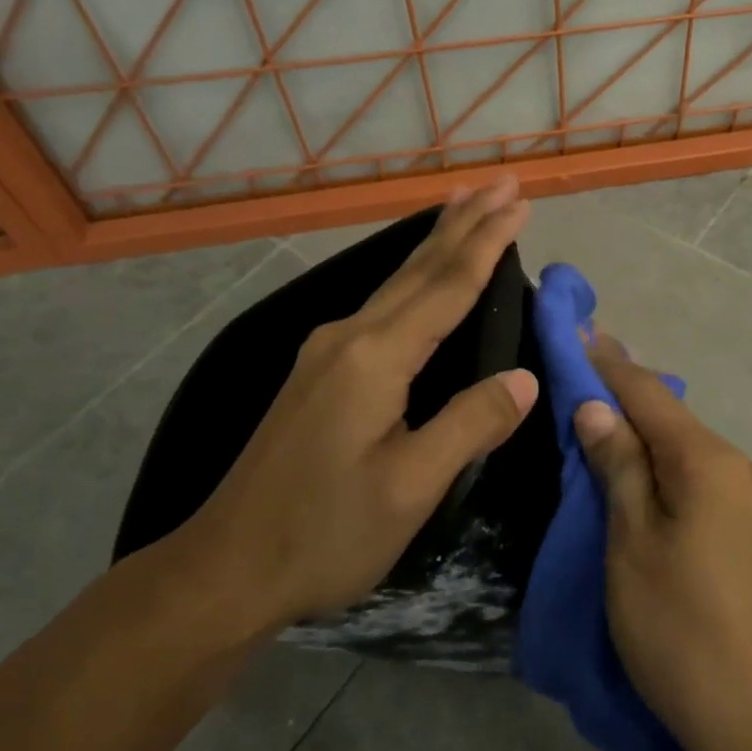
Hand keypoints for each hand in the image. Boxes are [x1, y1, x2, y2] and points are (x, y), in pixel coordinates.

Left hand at [180, 177, 537, 634]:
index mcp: (375, 357)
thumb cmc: (324, 533)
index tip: (519, 202)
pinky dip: (415, 275)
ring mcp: (328, 351)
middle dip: (465, 223)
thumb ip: (470, 425)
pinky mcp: (320, 371)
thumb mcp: (411, 487)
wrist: (226, 568)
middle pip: (418, 268)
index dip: (487, 243)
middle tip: (502, 183)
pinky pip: (383, 304)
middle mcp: (349, 337)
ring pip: (397, 281)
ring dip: (438, 241)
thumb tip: (525, 378)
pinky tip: (419, 274)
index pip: (446, 287)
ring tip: (465, 204)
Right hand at [575, 337, 751, 750]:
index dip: (608, 362)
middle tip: (577, 378)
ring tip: (599, 426)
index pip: (648, 393)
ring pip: (687, 450)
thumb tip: (597, 406)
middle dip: (624, 398)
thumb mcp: (632, 543)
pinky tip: (642, 478)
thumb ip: (618, 466)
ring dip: (644, 436)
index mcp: (710, 461)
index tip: (576, 329)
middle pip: (671, 418)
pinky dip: (666, 469)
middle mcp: (741, 466)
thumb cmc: (680, 629)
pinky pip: (702, 480)